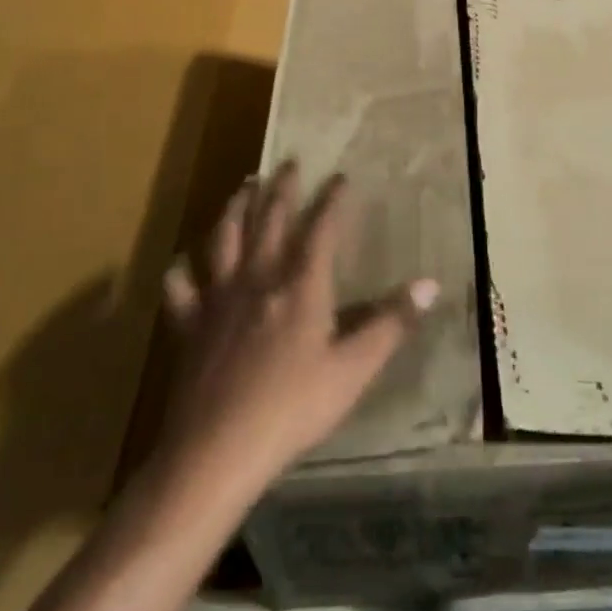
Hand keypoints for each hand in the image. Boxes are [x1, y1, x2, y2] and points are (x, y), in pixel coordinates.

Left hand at [158, 166, 437, 499]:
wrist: (217, 449)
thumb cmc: (293, 408)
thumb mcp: (354, 369)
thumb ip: (391, 323)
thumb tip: (430, 284)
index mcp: (301, 287)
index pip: (320, 230)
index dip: (332, 201)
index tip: (340, 177)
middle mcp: (258, 279)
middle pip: (269, 222)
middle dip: (281, 189)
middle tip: (287, 162)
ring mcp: (219, 300)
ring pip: (224, 240)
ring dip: (235, 209)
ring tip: (243, 187)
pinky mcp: (189, 326)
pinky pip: (180, 289)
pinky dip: (181, 271)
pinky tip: (182, 263)